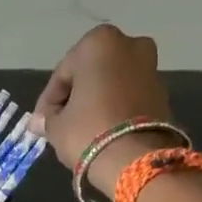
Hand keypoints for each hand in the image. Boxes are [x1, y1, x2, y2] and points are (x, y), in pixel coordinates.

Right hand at [32, 24, 176, 192]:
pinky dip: (116, 108)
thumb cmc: (88, 130)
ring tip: (82, 128)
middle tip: (62, 122)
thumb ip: (47, 118)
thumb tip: (38, 122)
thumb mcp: (56, 126)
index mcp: (98, 42)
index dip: (49, 100)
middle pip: (91, 73)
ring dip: (97, 101)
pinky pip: (129, 96)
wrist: (136, 159)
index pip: (63, 73)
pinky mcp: (163, 92)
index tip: (41, 122)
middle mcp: (129, 45)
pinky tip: (103, 129)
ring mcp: (150, 67)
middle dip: (77, 95)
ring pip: (112, 83)